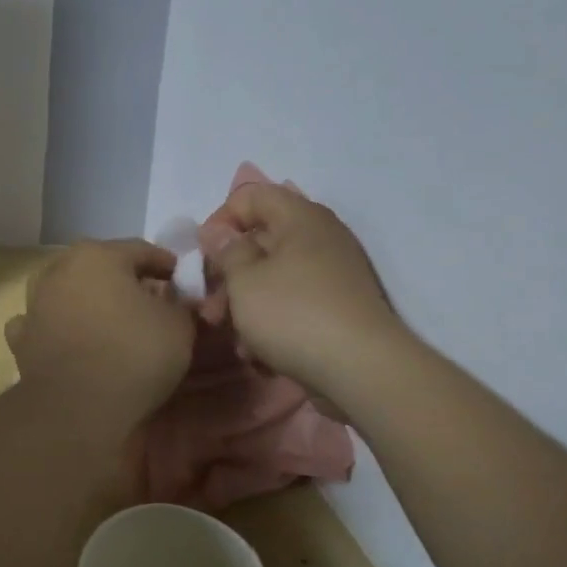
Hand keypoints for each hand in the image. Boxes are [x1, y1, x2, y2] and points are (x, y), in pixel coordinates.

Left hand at [4, 240, 194, 438]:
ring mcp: (34, 304)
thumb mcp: (179, 326)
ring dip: (85, 300)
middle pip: (99, 267)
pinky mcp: (21, 339)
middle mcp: (59, 270)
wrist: (77, 408)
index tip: (182, 280)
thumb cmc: (134, 355)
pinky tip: (68, 340)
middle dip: (123, 280)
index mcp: (98, 256)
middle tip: (148, 300)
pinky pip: (43, 323)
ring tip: (108, 320)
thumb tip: (176, 301)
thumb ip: (180, 304)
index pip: (141, 250)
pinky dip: (56, 327)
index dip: (166, 264)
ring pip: (66, 291)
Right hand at [210, 183, 409, 397]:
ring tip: (234, 339)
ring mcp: (334, 274)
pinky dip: (273, 321)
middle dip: (229, 274)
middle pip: (261, 241)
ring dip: (246, 304)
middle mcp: (321, 237)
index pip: (251, 196)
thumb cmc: (293, 314)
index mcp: (300, 217)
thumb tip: (218, 231)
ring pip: (275, 277)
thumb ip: (226, 251)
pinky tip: (259, 353)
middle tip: (210, 309)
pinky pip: (295, 303)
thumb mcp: (244, 281)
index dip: (220, 220)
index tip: (203, 255)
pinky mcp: (339, 308)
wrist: (363, 370)